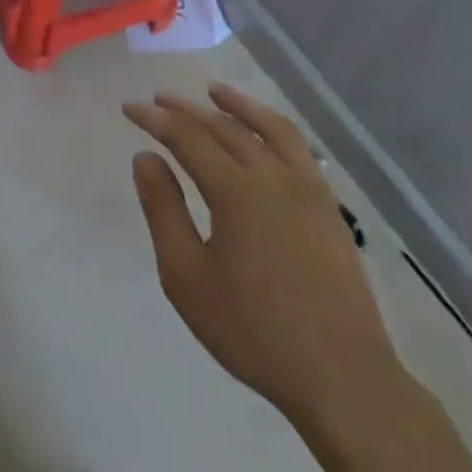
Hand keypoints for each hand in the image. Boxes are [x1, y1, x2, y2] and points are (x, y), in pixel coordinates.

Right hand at [124, 84, 402, 427]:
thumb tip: (146, 158)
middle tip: (159, 99)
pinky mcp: (329, 208)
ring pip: (268, 129)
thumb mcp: (187, 277)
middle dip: (186, 109)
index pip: (187, 137)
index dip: (155, 119)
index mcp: (236, 191)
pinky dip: (273, 128)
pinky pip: (298, 150)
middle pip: (223, 127)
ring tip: (214, 92)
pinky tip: (264, 134)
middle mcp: (273, 177)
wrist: (342, 378)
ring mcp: (308, 190)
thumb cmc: (253, 331)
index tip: (129, 107)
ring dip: (237, 106)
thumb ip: (164, 210)